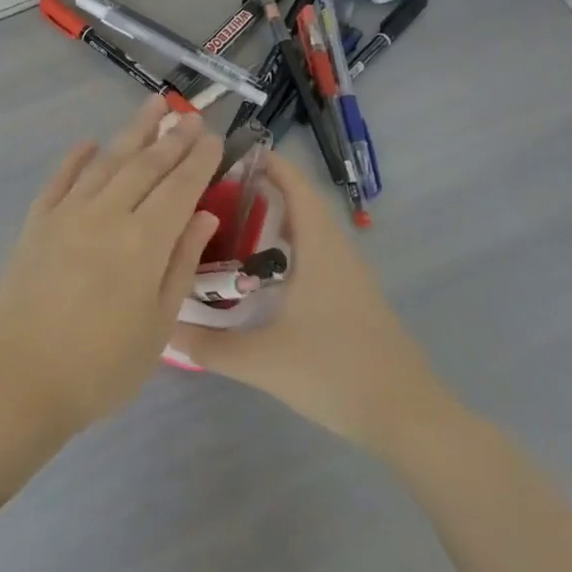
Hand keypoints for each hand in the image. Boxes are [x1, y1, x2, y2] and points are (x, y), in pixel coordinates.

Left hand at [0, 96, 223, 435]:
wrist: (15, 378)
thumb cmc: (99, 367)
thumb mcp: (158, 327)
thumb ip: (180, 265)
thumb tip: (203, 217)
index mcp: (144, 241)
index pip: (180, 188)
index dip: (200, 160)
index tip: (215, 137)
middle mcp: (107, 214)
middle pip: (145, 165)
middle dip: (172, 138)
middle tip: (191, 115)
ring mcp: (67, 213)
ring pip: (107, 161)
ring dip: (132, 132)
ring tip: (153, 107)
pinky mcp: (37, 221)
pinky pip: (61, 178)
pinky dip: (77, 158)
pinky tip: (89, 143)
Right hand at [177, 152, 458, 450]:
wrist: (408, 417)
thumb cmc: (336, 373)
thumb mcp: (262, 361)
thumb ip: (208, 346)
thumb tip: (163, 329)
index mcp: (319, 249)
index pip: (295, 187)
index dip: (268, 164)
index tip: (230, 153)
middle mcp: (337, 252)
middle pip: (301, 203)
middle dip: (262, 189)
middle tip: (216, 191)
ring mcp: (350, 276)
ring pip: (310, 230)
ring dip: (276, 218)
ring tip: (230, 223)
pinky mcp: (354, 297)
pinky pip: (317, 252)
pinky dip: (289, 245)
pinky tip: (261, 271)